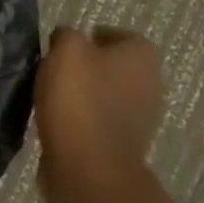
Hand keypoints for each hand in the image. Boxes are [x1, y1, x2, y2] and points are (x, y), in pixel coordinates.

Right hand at [34, 25, 163, 202]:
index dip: (90, 37)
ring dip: (83, 94)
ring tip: (52, 97)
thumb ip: (67, 34)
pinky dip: (81, 120)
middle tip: (55, 69)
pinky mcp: (124, 146)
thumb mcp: (66, 49)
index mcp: (142, 57)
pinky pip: (100, 122)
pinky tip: (58, 122)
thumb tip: (68, 40)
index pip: (118, 35)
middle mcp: (151, 85)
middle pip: (113, 66)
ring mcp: (141, 120)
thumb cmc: (80, 99)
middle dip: (86, 67)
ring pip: (106, 95)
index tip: (64, 47)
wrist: (88, 168)